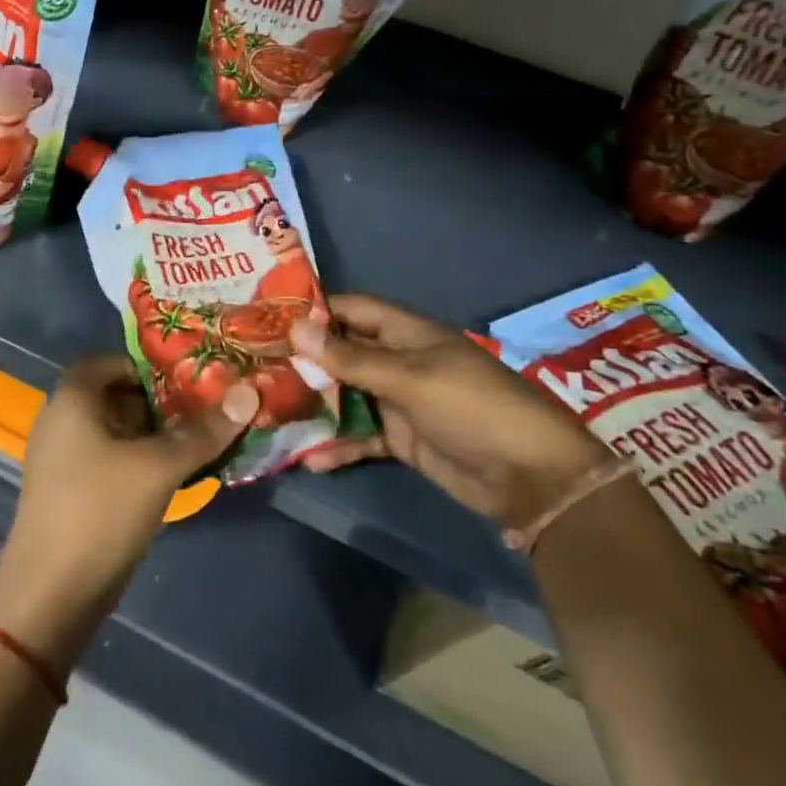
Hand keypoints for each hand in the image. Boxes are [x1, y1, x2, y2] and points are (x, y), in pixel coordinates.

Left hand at [0, 355, 252, 669]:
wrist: (51, 596)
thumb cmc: (100, 511)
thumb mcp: (158, 466)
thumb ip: (203, 430)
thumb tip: (249, 391)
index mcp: (72, 398)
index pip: (111, 361)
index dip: (148, 366)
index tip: (188, 380)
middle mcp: (61, 420)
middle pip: (117, 395)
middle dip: (160, 401)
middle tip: (205, 409)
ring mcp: (64, 459)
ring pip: (117, 431)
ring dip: (155, 434)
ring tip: (200, 440)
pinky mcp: (72, 492)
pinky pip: (110, 460)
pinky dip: (141, 460)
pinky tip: (175, 475)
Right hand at [289, 294, 609, 528]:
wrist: (531, 477)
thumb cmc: (470, 407)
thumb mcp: (407, 378)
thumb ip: (350, 359)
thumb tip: (295, 328)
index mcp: (405, 332)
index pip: (351, 309)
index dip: (314, 310)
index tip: (268, 317)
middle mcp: (398, 360)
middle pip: (342, 353)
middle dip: (304, 360)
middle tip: (255, 368)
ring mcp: (398, 401)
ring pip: (345, 396)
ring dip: (314, 405)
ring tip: (268, 412)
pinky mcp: (401, 439)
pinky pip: (360, 436)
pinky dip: (337, 446)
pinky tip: (308, 458)